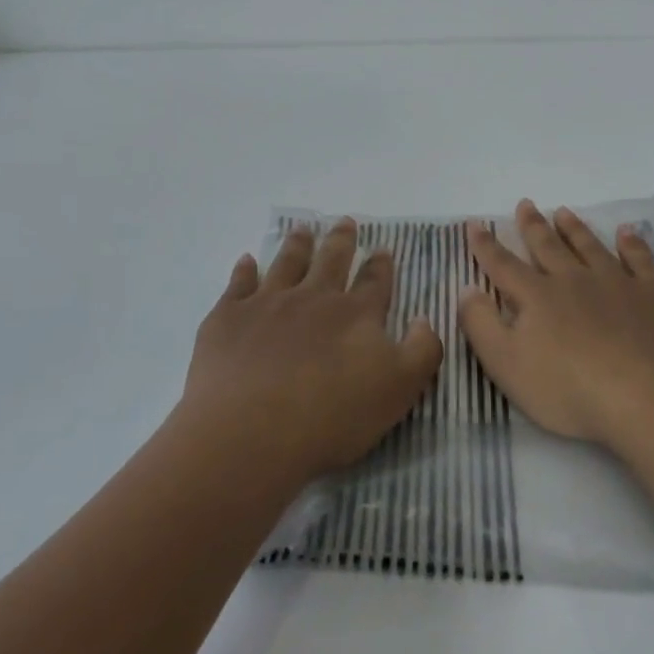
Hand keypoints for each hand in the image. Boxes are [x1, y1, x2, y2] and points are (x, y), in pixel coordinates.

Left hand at [182, 218, 443, 482]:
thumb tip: (423, 319)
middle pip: (331, 260)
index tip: (383, 249)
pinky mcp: (229, 318)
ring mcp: (268, 304)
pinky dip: (244, 270)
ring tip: (302, 230)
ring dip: (297, 245)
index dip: (381, 265)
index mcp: (356, 314)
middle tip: (344, 222)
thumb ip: (422, 351)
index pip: (374, 281)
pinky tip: (246, 261)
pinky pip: (239, 284)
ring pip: (287, 263)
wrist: (251, 431)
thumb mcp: (400, 389)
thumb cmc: (332, 416)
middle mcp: (314, 298)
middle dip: (341, 241)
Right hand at [458, 200, 653, 448]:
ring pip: (590, 247)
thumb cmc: (570, 390)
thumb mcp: (508, 366)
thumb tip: (466, 289)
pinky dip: (632, 243)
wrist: (649, 397)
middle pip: (548, 247)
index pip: (503, 265)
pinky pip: (640, 259)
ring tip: (563, 212)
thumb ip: (482, 326)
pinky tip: (627, 232)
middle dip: (533, 226)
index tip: (475, 223)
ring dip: (574, 229)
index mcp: (537, 297)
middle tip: (525, 204)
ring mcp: (617, 282)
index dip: (486, 245)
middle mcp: (574, 280)